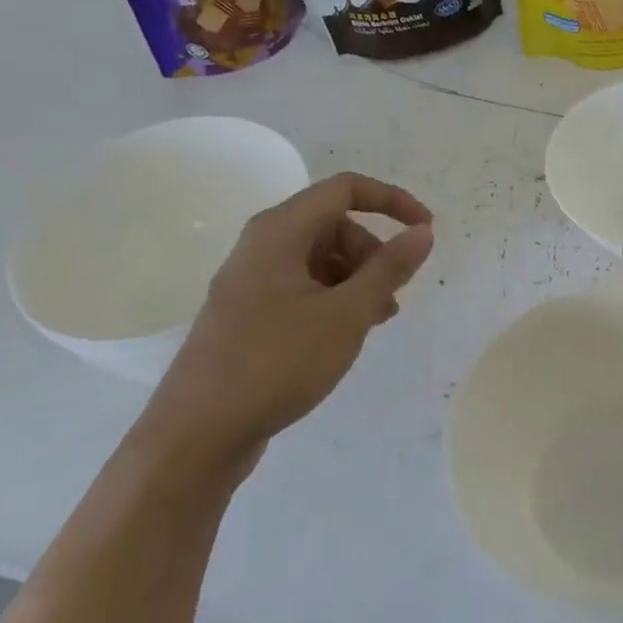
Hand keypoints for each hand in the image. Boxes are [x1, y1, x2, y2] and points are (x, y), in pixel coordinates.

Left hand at [140, 173, 434, 475]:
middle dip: (373, 251)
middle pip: (333, 225)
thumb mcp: (347, 314)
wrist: (197, 434)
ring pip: (320, 259)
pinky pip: (303, 287)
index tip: (425, 230)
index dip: (392, 200)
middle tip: (393, 294)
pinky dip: (334, 299)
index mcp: (280, 231)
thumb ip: (389, 268)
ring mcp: (252, 281)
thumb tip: (422, 233)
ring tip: (377, 321)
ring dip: (358, 279)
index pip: (345, 189)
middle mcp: (262, 246)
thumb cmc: (277, 362)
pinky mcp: (249, 313)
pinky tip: (347, 334)